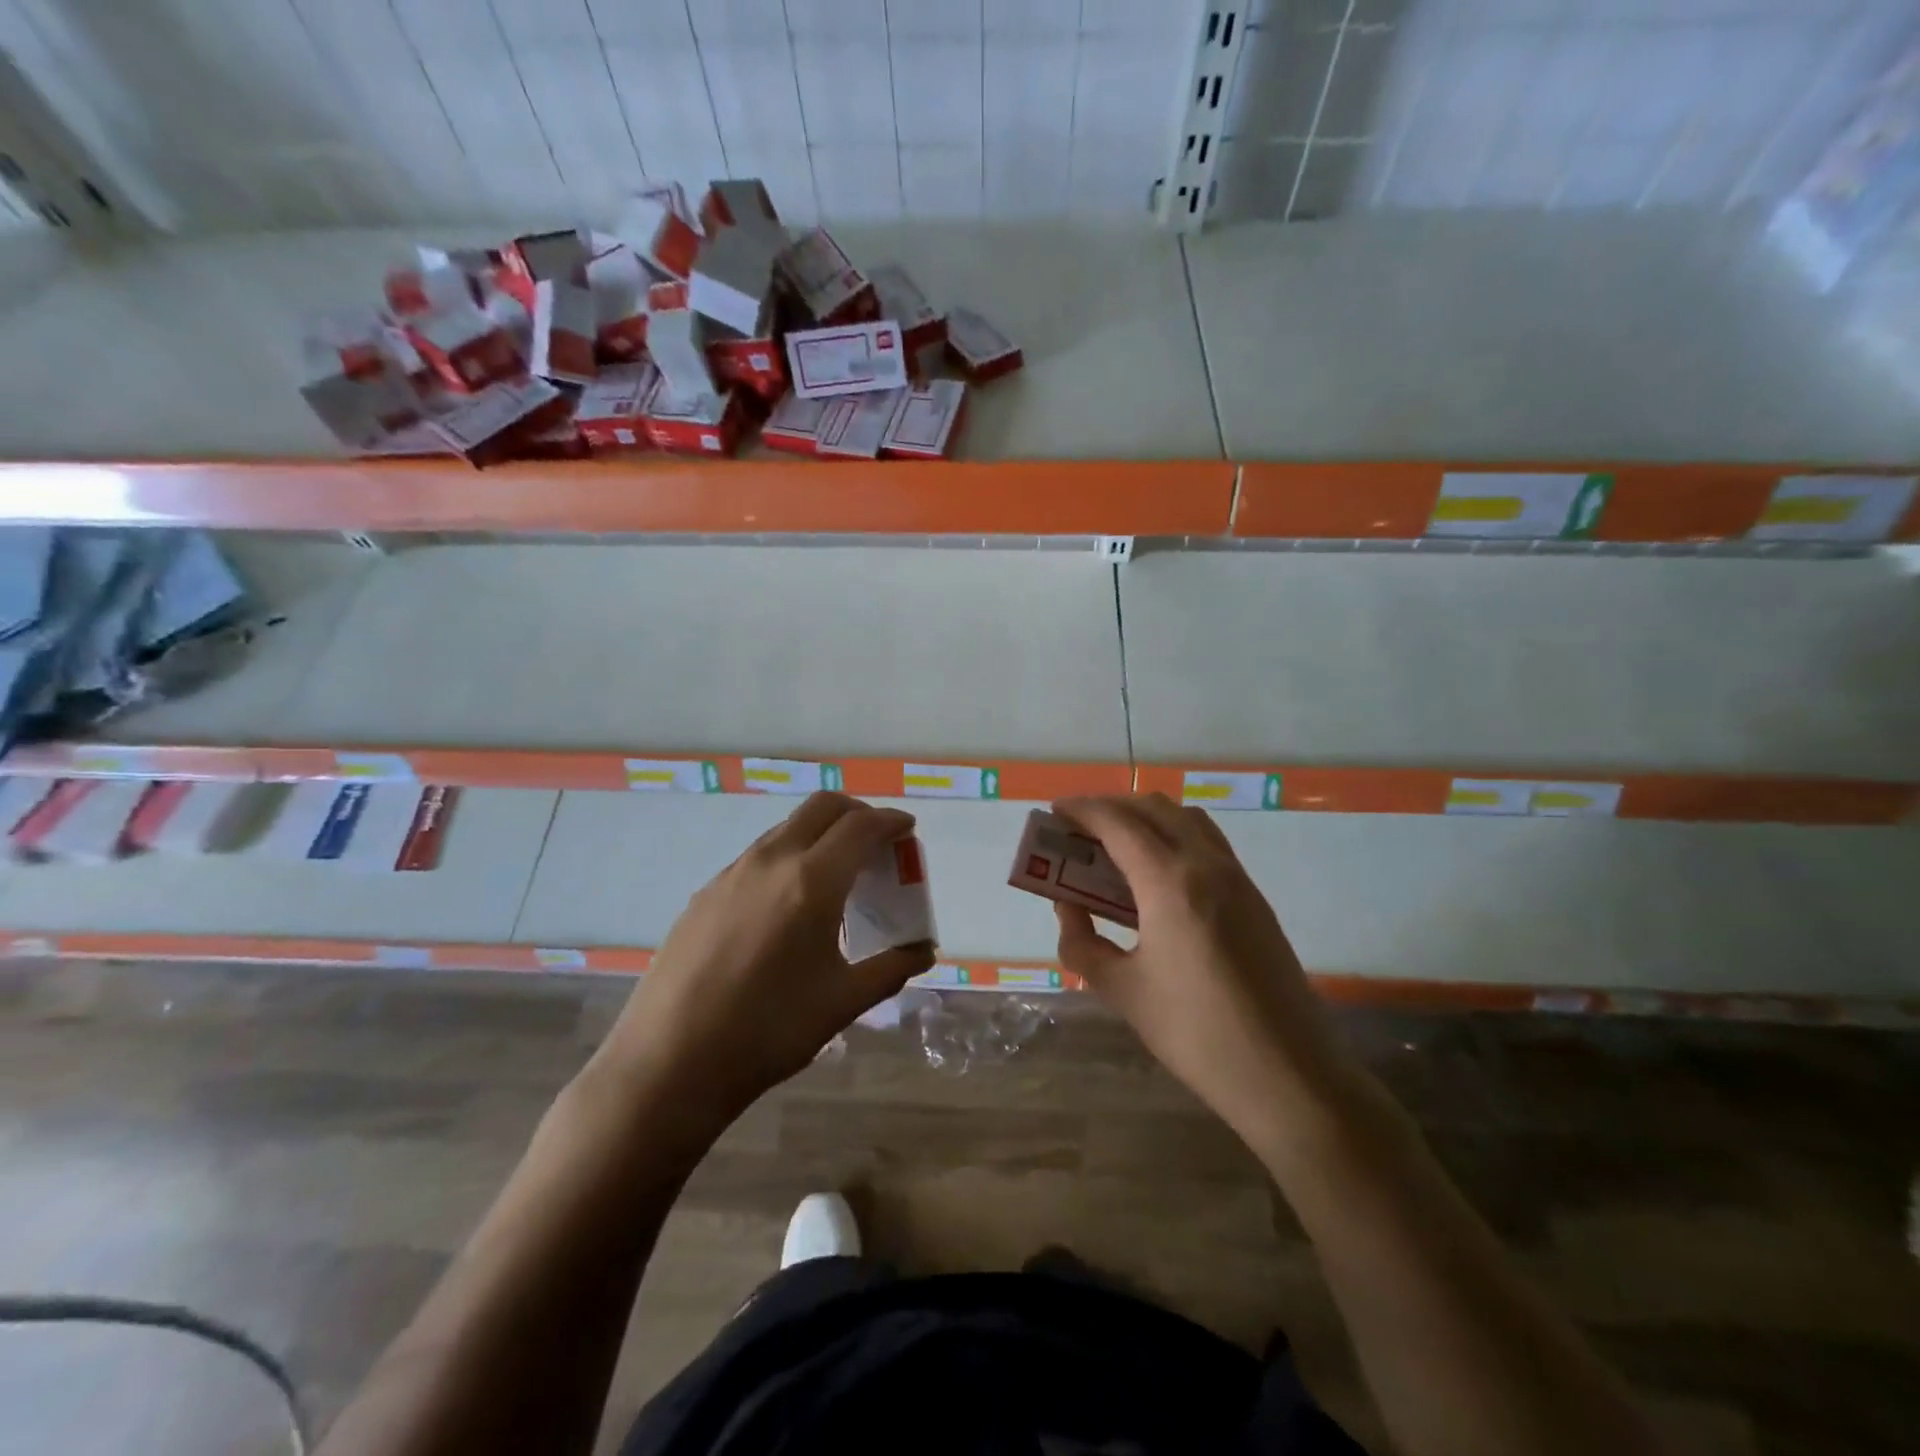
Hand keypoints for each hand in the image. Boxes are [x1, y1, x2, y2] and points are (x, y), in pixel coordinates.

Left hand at [596, 793, 934, 1124]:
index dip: (891, 822)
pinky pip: (759, 855)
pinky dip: (789, 857)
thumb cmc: (768, 1031)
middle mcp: (771, 861)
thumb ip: (891, 968)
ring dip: (821, 834)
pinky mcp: (706, 893)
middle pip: (823, 807)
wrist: (669, 1063)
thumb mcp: (842, 1002)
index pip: (861, 826)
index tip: (907, 830)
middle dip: (858, 813)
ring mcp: (732, 873)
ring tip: (836, 876)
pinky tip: (789, 905)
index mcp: (812, 881)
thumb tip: (923, 951)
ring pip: (788, 828)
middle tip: (877, 843)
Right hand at [1052, 793, 1357, 1139]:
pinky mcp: (1254, 898)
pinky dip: (1173, 837)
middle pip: (1154, 809)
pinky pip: (1207, 843)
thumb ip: (1083, 943)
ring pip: (1186, 819)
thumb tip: (1067, 907)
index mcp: (1170, 882)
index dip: (1081, 811)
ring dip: (1146, 818)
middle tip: (1079, 830)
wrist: (1289, 1074)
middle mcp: (1207, 864)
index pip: (1118, 823)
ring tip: (1115, 846)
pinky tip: (1156, 876)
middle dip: (1111, 808)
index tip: (1054, 811)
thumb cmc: (1196, 1033)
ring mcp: (1237, 878)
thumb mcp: (1123, 991)